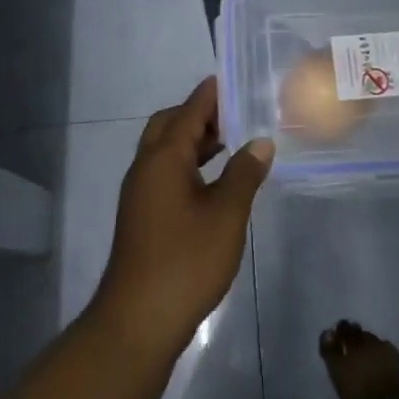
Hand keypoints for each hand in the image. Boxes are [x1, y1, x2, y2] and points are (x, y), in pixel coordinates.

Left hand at [91, 78, 272, 357]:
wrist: (138, 319)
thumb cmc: (186, 260)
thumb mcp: (226, 214)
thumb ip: (244, 173)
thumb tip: (260, 142)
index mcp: (163, 158)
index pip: (189, 111)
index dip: (211, 94)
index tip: (233, 78)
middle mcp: (146, 167)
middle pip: (170, 125)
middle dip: (200, 114)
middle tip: (236, 113)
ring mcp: (140, 193)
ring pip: (166, 151)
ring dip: (194, 140)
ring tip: (233, 141)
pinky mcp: (142, 215)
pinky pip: (165, 172)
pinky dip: (189, 164)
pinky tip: (214, 180)